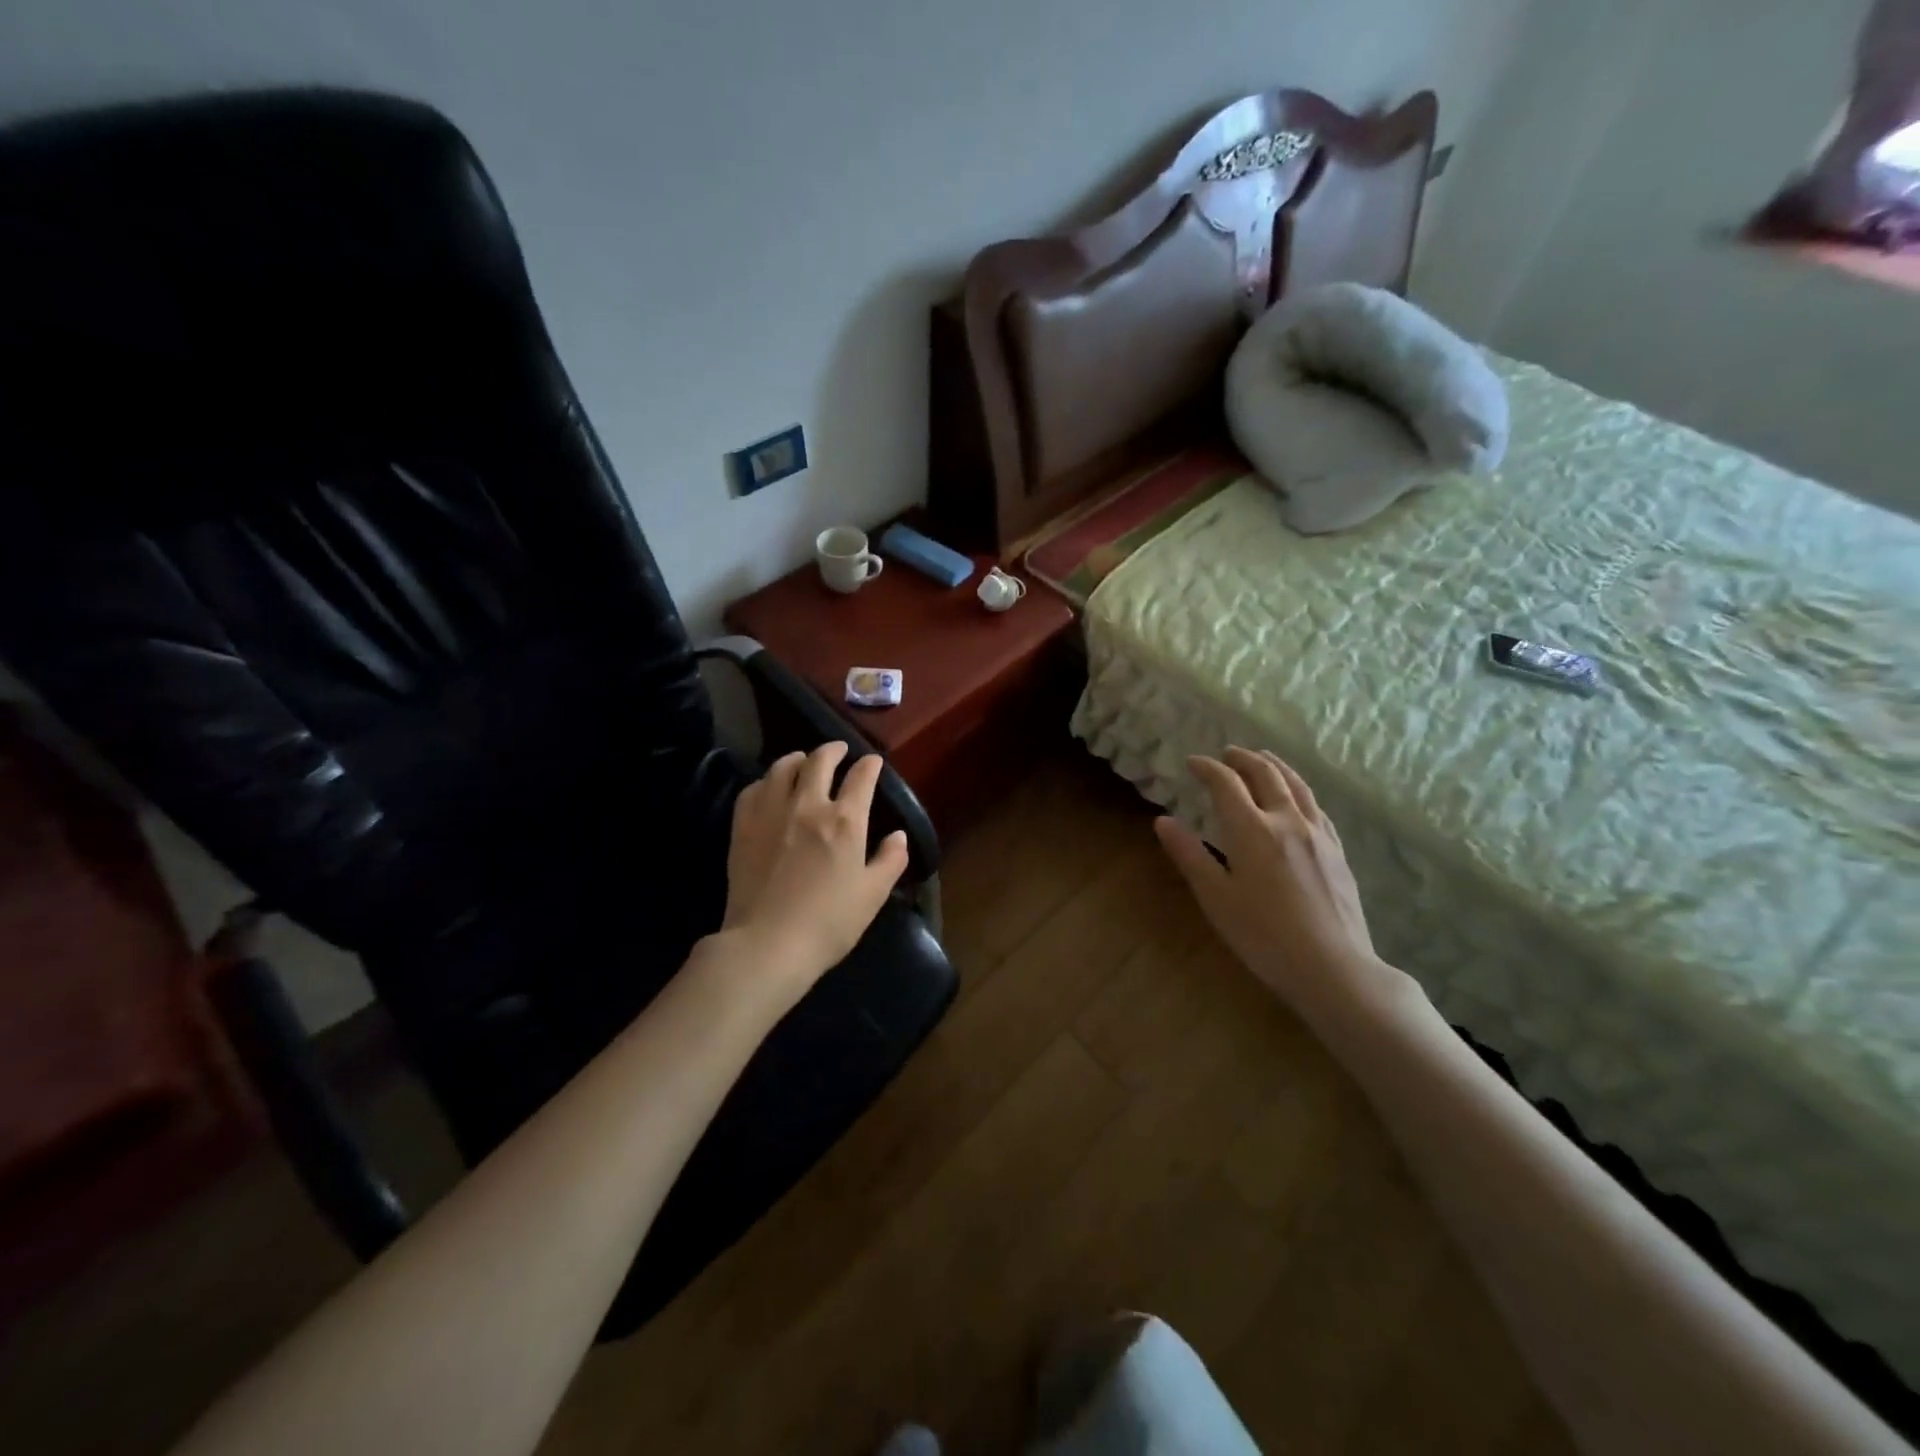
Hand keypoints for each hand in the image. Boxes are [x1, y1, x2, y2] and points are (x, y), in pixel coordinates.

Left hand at [719, 741, 909, 1006]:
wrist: (767, 943)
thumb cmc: (828, 923)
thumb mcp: (872, 895)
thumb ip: (890, 861)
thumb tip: (899, 836)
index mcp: (845, 821)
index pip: (861, 778)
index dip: (870, 766)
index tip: (873, 762)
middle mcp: (808, 806)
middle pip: (820, 761)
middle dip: (833, 750)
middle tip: (839, 750)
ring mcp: (771, 812)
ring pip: (783, 767)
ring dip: (798, 758)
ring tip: (803, 760)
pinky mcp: (743, 826)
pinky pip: (754, 789)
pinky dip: (766, 781)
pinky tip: (769, 787)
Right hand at [1154, 748, 1393, 1015]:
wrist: (1333, 968)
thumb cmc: (1263, 936)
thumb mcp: (1216, 898)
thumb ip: (1190, 855)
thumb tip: (1163, 820)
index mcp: (1252, 830)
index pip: (1226, 784)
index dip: (1208, 768)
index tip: (1193, 762)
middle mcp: (1287, 821)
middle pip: (1266, 774)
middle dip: (1243, 759)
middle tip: (1226, 754)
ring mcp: (1318, 834)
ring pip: (1296, 785)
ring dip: (1275, 766)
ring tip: (1262, 758)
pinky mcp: (1337, 851)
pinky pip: (1316, 805)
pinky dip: (1299, 789)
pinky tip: (1297, 798)